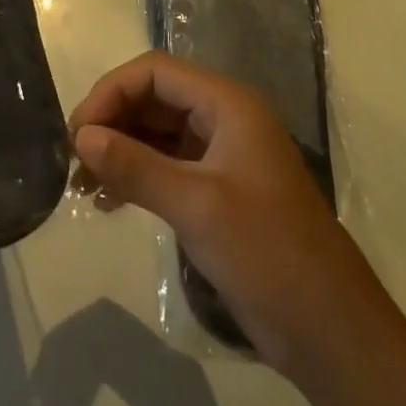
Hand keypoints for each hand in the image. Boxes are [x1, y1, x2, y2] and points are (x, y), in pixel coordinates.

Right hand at [68, 51, 382, 378]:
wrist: (331, 333)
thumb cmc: (268, 253)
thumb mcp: (196, 205)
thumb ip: (134, 166)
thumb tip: (80, 138)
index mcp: (228, 105)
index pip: (155, 72)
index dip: (111, 92)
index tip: (79, 133)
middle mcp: (223, 120)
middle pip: (152, 99)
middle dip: (110, 122)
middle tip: (74, 160)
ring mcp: (220, 157)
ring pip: (154, 134)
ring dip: (117, 151)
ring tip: (82, 185)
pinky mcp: (216, 192)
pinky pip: (163, 167)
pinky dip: (133, 176)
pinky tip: (107, 202)